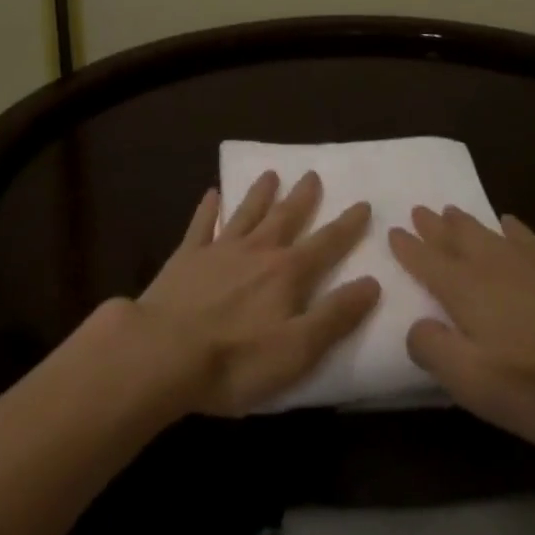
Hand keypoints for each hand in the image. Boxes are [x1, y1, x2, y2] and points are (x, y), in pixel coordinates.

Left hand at [132, 170, 380, 417]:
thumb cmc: (235, 360)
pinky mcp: (186, 258)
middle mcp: (258, 250)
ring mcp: (219, 250)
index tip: (363, 203)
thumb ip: (335, 315)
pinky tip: (212, 193)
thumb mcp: (297, 349)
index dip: (347, 226)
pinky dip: (208, 208)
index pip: (326, 243)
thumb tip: (372, 282)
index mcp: (287, 273)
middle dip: (302, 197)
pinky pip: (201, 225)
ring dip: (260, 194)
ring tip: (270, 174)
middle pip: (286, 217)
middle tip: (312, 175)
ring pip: (246, 213)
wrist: (162, 353)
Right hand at [388, 205, 534, 449]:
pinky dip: (510, 227)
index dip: (409, 249)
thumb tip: (416, 325)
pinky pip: (525, 236)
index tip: (393, 231)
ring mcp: (529, 263)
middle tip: (419, 210)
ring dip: (465, 222)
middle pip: (456, 239)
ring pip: (487, 233)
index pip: (428, 263)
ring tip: (451, 210)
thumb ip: (435, 350)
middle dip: (434, 227)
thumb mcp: (475, 384)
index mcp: (466, 292)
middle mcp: (492, 267)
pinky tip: (509, 223)